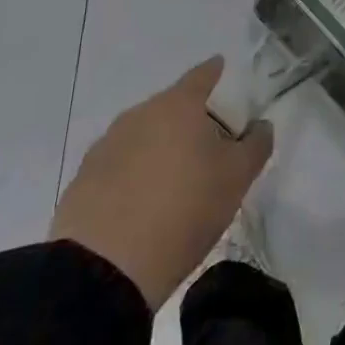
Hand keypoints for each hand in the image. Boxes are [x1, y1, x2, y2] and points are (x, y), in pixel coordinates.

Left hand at [51, 57, 272, 309]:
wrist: (102, 271)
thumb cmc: (183, 210)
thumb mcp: (237, 179)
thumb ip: (256, 144)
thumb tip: (260, 125)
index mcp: (179, 104)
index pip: (204, 74)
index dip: (219, 76)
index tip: (230, 86)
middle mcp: (140, 113)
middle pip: (173, 106)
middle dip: (192, 120)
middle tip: (209, 150)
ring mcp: (107, 144)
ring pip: (145, 135)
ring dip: (161, 148)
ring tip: (174, 184)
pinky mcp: (83, 179)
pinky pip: (119, 165)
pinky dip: (134, 175)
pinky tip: (142, 206)